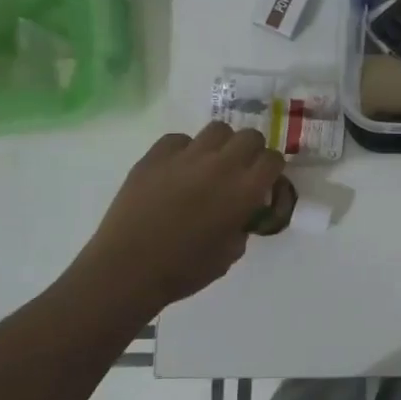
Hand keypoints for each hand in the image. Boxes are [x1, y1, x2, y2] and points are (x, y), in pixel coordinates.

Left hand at [66, 122, 284, 313]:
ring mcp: (186, 156)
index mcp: (244, 190)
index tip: (264, 181)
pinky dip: (184, 150)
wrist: (127, 270)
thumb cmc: (184, 270)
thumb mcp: (230, 254)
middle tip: (241, 170)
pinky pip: (179, 140)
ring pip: (217, 129)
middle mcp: (221, 165)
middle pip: (250, 136)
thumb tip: (241, 213)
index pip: (273, 159)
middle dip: (251, 151)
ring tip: (210, 164)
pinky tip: (177, 170)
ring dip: (221, 145)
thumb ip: (242, 225)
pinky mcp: (155, 156)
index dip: (272, 169)